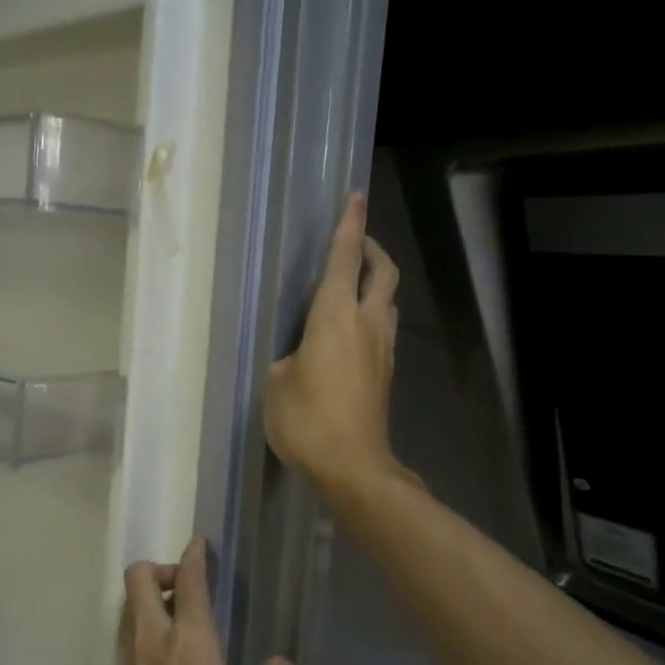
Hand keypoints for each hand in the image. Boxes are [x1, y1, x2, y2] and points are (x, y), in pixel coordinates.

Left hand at [101, 537, 297, 664]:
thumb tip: (279, 662)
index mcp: (189, 643)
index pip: (188, 582)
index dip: (195, 556)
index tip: (201, 543)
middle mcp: (153, 643)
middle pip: (138, 580)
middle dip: (161, 568)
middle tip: (190, 585)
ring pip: (130, 608)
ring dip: (152, 598)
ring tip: (187, 617)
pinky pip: (131, 637)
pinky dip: (148, 627)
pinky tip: (177, 657)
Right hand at [264, 193, 403, 502]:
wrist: (353, 467)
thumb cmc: (306, 420)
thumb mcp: (275, 383)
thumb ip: (286, 358)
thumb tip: (299, 357)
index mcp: (334, 317)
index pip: (344, 259)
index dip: (349, 226)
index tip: (355, 197)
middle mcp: (366, 324)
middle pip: (383, 272)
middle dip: (372, 249)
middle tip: (357, 241)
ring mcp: (382, 349)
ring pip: (389, 300)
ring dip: (376, 282)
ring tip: (354, 283)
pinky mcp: (385, 373)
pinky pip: (384, 328)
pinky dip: (373, 313)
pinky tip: (353, 329)